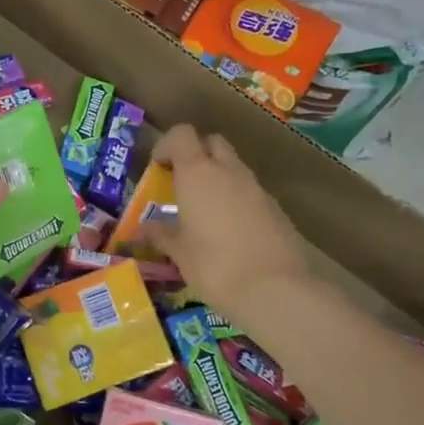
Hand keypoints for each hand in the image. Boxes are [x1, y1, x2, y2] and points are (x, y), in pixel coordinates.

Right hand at [143, 124, 309, 320]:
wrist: (274, 289)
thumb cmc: (214, 266)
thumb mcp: (180, 253)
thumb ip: (162, 234)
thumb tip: (147, 227)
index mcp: (197, 174)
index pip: (182, 135)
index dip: (167, 145)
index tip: (158, 168)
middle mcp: (228, 171)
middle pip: (212, 142)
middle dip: (196, 155)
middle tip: (182, 184)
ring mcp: (256, 188)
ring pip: (233, 167)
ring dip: (217, 178)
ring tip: (204, 211)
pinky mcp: (276, 208)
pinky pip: (250, 192)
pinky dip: (236, 199)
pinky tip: (230, 231)